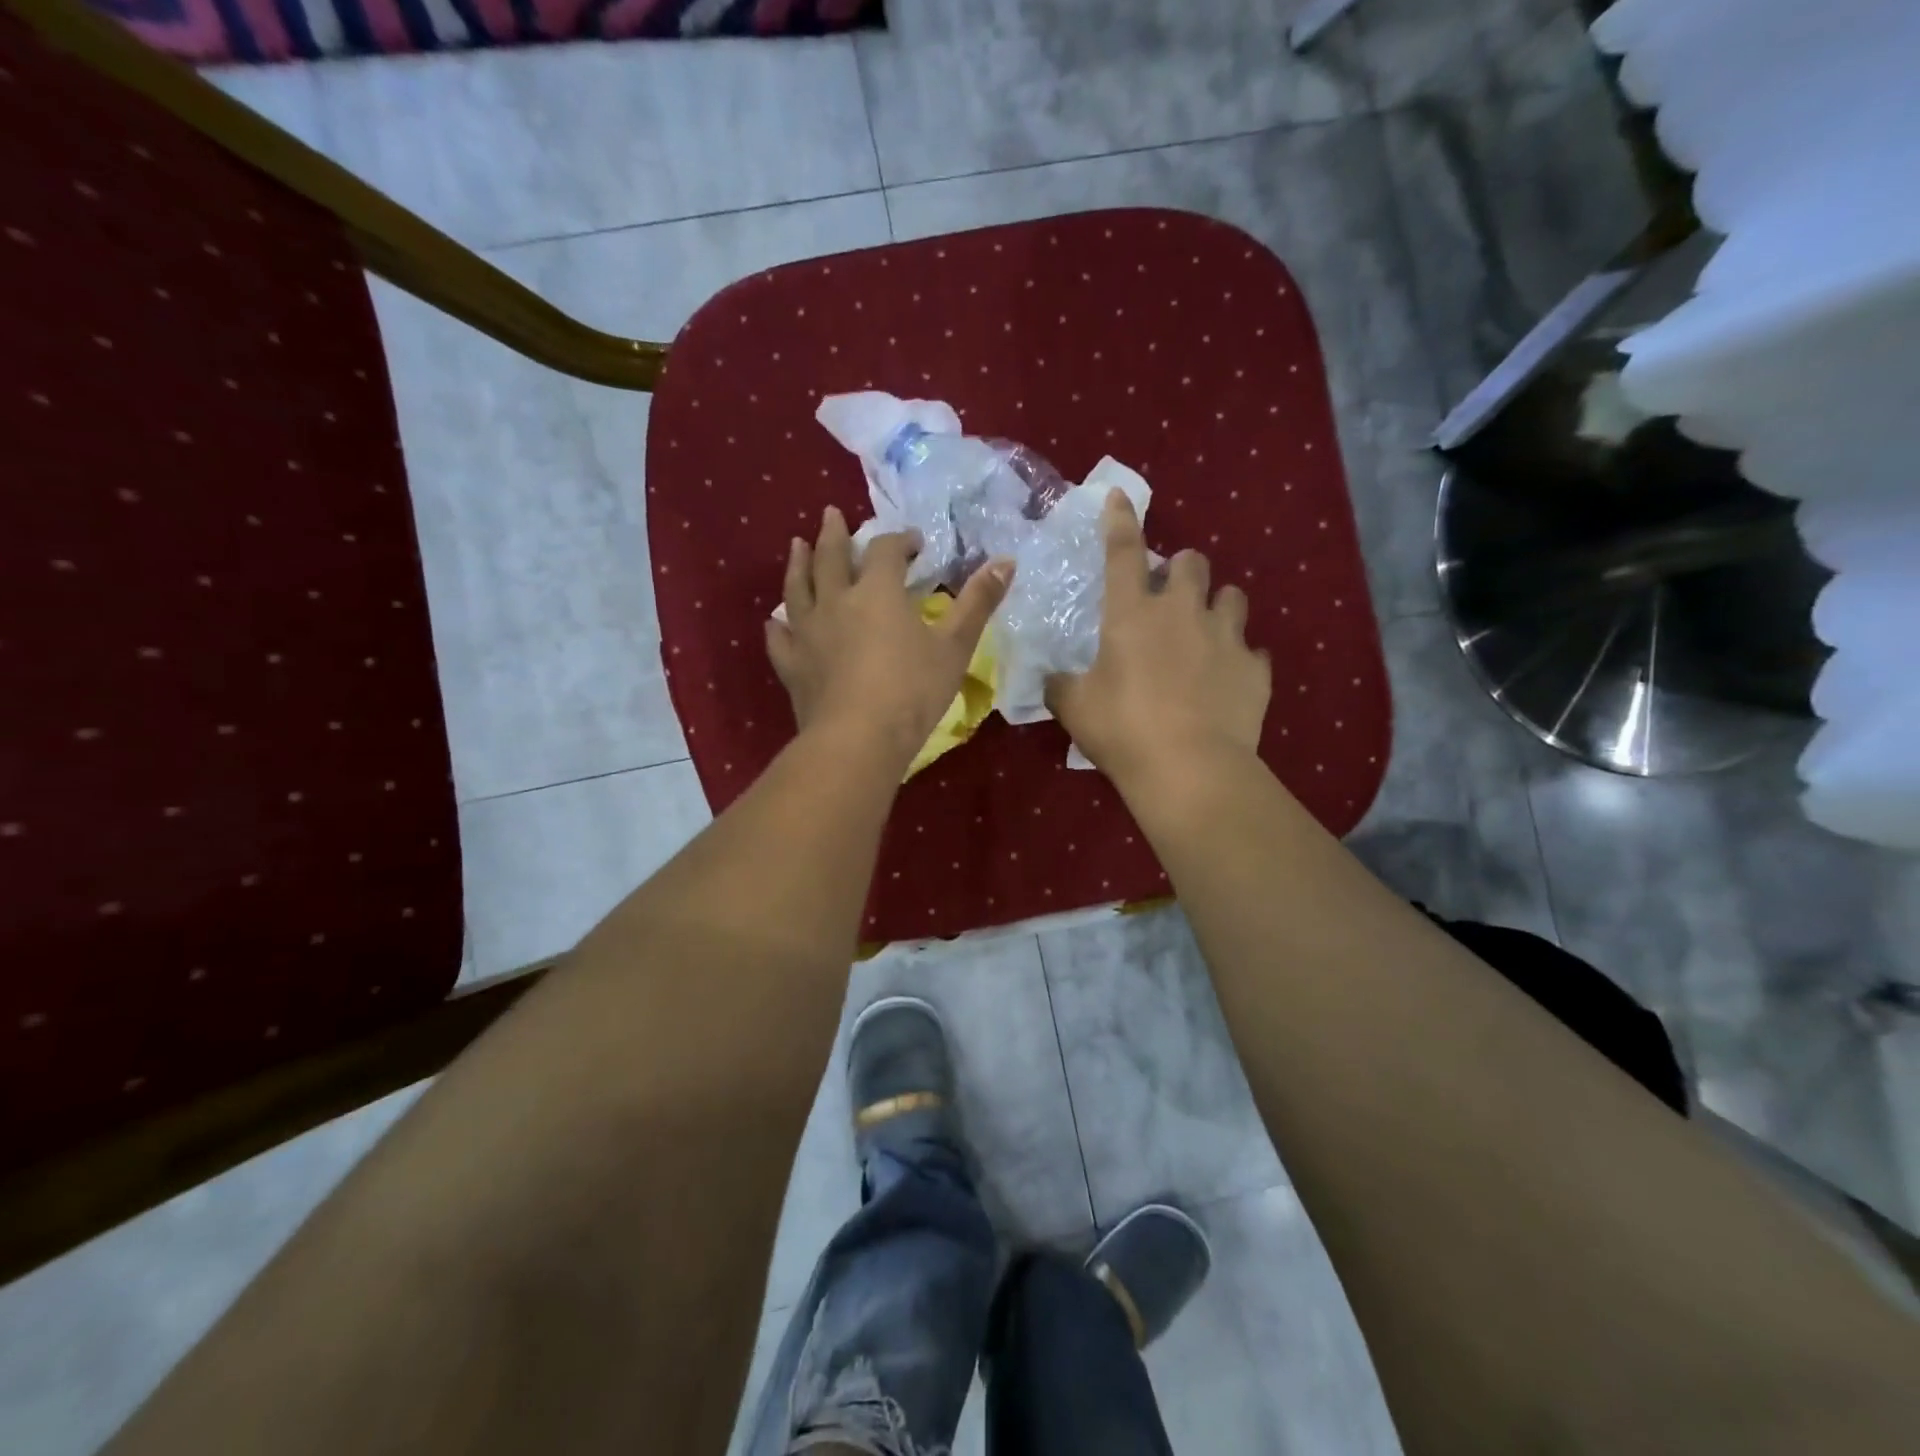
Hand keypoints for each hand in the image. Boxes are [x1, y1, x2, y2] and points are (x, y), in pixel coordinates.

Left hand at [767, 506, 1012, 769]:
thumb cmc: (913, 691)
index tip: (914, 543)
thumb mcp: (955, 646)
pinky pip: (780, 639)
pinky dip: (778, 626)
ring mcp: (807, 633)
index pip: (885, 550)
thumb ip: (979, 602)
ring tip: (797, 545)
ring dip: (798, 564)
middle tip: (831, 514)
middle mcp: (836, 602)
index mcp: (877, 592)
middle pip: (831, 557)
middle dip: (835, 534)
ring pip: (797, 588)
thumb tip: (1007, 561)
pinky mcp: (792, 666)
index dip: (900, 540)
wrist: (858, 740)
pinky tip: (776, 621)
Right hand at [1046, 489, 1269, 785]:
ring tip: (1206, 631)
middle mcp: (1183, 612)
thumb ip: (1060, 685)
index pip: (1124, 551)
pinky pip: (1253, 651)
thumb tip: (1051, 679)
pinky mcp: (1255, 669)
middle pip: (1193, 562)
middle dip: (1183, 568)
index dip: (1120, 520)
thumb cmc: (1122, 730)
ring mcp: (1226, 638)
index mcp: (1133, 614)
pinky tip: (1228, 680)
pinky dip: (1239, 659)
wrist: (1190, 769)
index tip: (1119, 496)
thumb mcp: (1074, 708)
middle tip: (1170, 596)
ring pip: (1233, 596)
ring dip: (1217, 605)